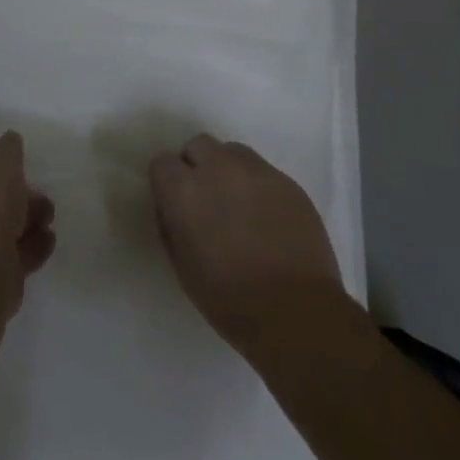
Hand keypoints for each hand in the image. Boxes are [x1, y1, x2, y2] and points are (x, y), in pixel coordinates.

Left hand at [0, 132, 54, 311]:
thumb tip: (10, 144)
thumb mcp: (1, 158)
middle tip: (39, 198)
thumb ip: (8, 149)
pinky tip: (47, 241)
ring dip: (23, 223)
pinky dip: (26, 249)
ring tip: (47, 219)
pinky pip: (2, 259)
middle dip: (12, 199)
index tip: (16, 170)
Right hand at [149, 134, 342, 351]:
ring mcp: (257, 170)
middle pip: (198, 145)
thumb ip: (172, 224)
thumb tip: (173, 208)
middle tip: (207, 201)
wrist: (297, 314)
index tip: (176, 205)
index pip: (162, 163)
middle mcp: (218, 168)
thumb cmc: (230, 300)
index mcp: (185, 191)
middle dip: (197, 167)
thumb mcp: (182, 266)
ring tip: (239, 206)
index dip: (168, 184)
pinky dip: (258, 187)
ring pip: (232, 152)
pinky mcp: (288, 181)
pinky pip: (263, 171)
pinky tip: (268, 219)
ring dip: (228, 171)